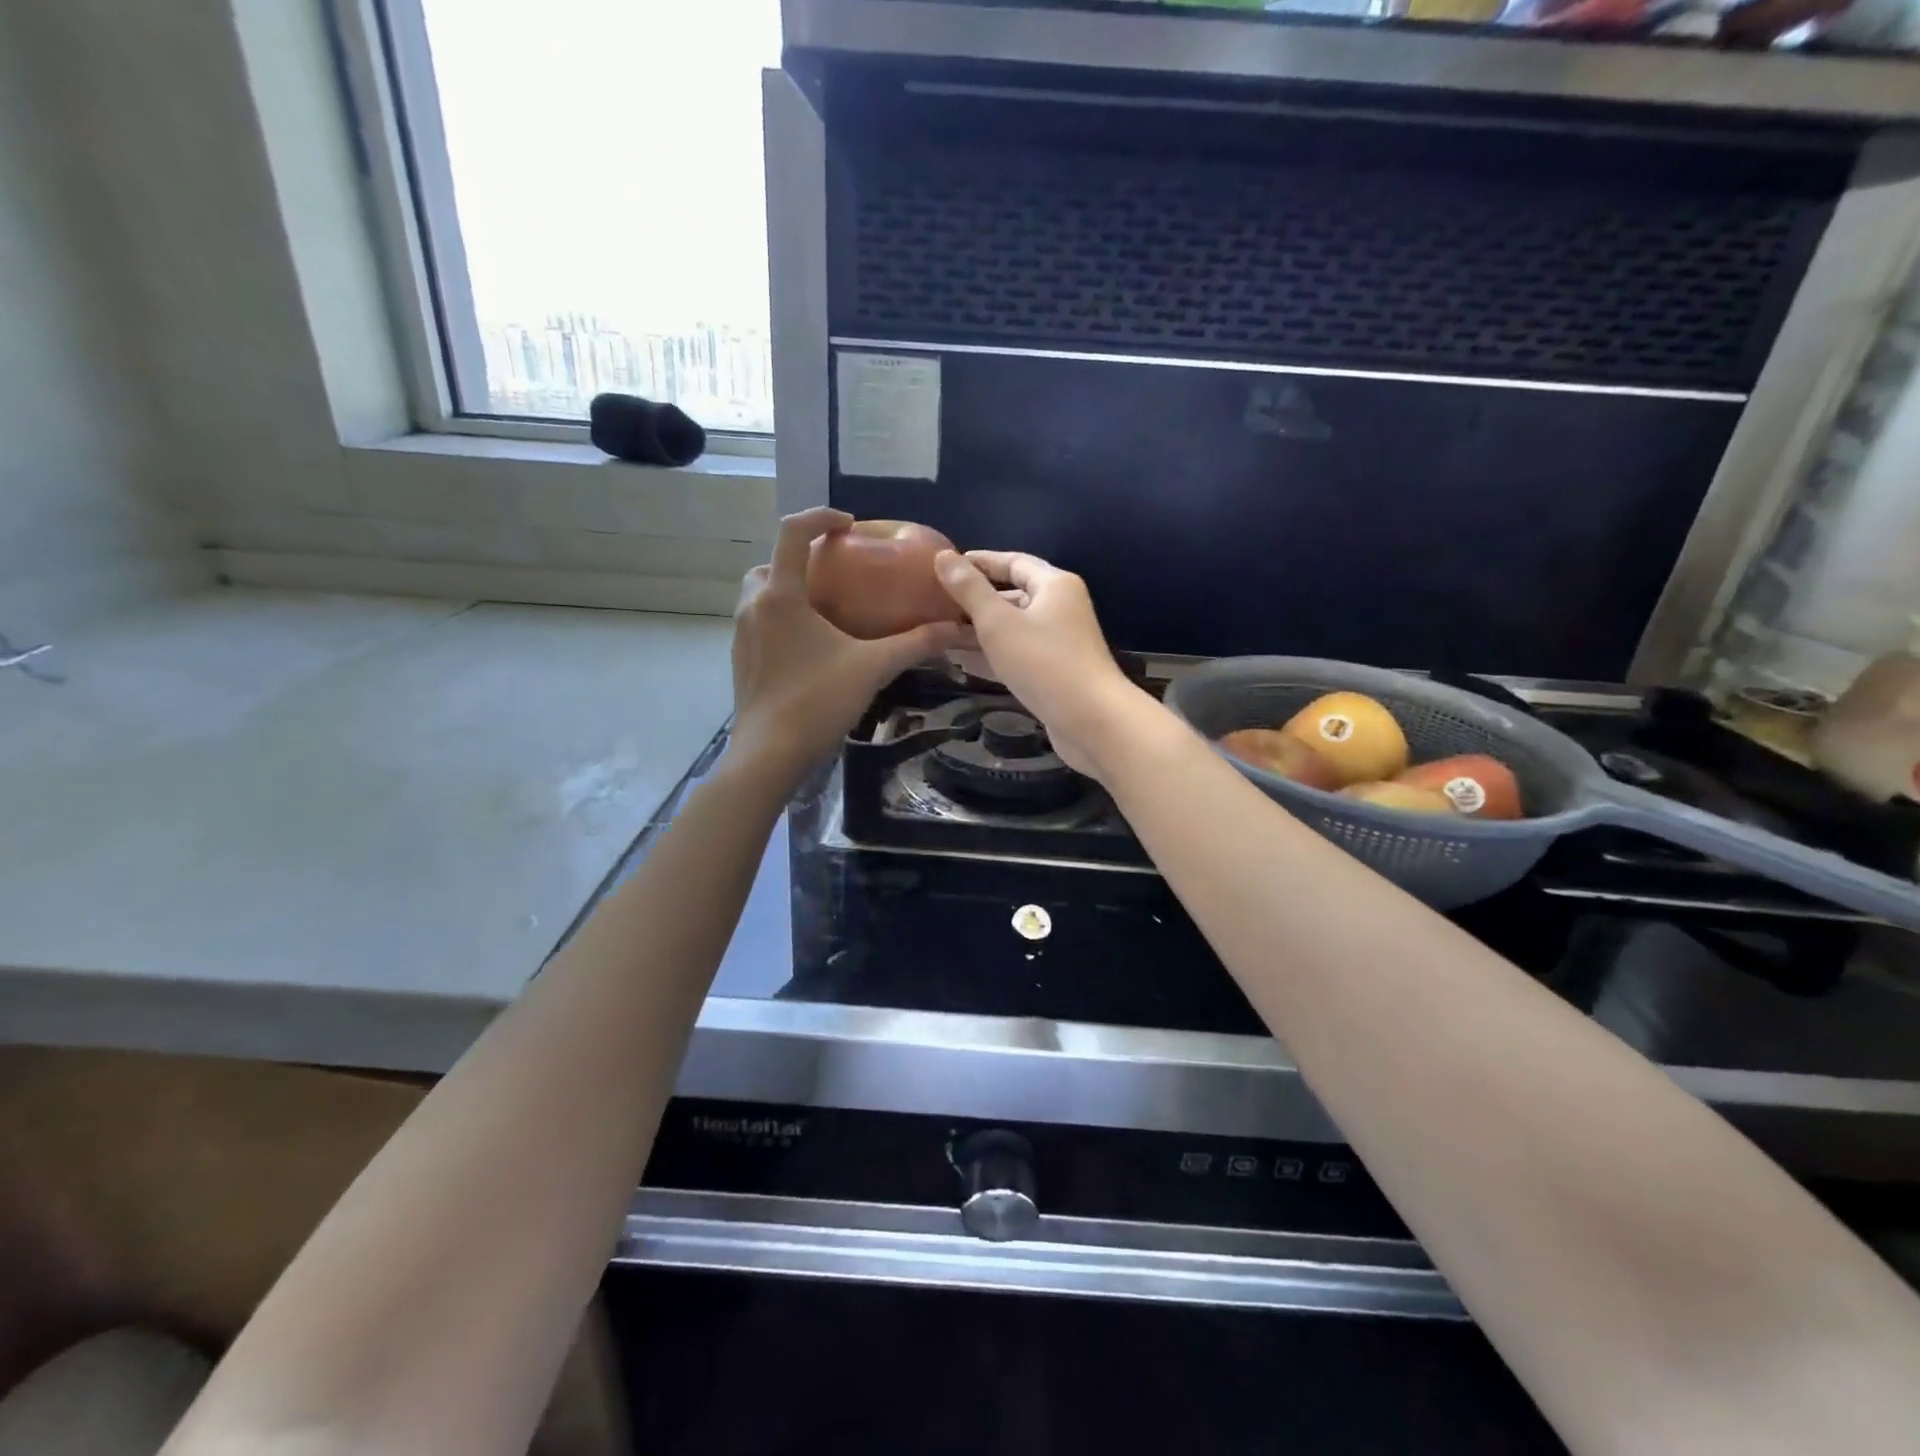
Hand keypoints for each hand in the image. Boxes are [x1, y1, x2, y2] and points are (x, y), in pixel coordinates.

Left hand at [731, 509, 963, 782]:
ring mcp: (742, 633)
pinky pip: (759, 621)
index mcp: (781, 595)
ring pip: (761, 593)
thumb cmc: (818, 701)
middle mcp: (754, 606)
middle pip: (770, 562)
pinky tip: (810, 644)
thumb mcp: (873, 668)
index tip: (848, 525)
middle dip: (801, 557)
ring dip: (788, 588)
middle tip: (836, 572)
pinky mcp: (740, 658)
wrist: (769, 754)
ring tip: (826, 607)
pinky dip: (781, 617)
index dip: (820, 516)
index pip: (792, 532)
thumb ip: (914, 644)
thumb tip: (956, 628)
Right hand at [934, 550, 1146, 779]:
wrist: (1091, 721)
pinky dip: (993, 654)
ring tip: (940, 633)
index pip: (1013, 561)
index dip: (979, 562)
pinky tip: (962, 663)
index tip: (944, 567)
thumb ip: (969, 589)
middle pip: (1013, 594)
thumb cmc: (1043, 662)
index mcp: (1054, 585)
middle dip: (975, 600)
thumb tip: (942, 556)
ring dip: (979, 630)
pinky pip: (1018, 654)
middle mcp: (1061, 607)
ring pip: (1013, 628)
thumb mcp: (998, 622)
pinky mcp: (1055, 672)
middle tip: (937, 604)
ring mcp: (1060, 642)